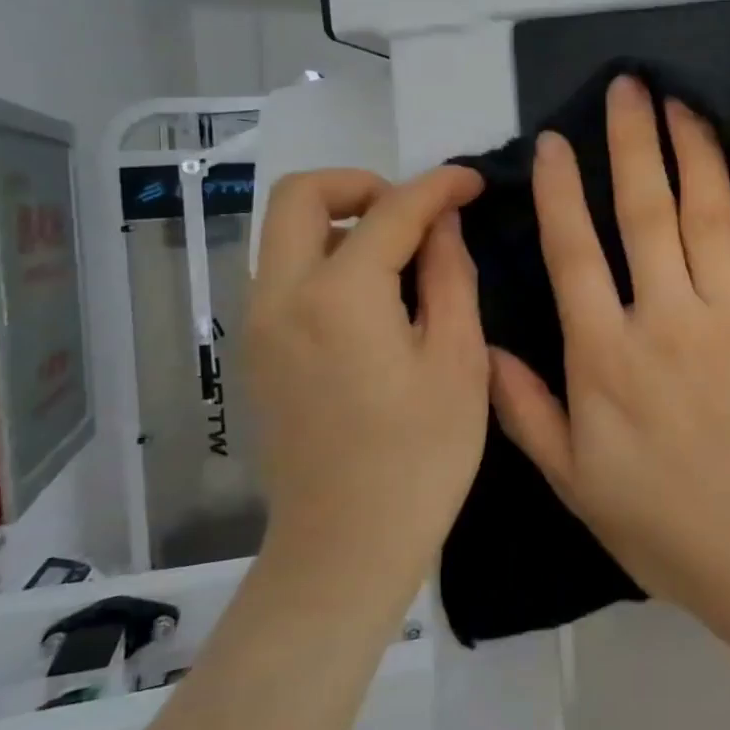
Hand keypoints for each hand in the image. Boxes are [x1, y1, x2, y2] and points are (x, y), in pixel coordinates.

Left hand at [246, 166, 486, 588]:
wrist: (345, 549)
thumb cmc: (420, 457)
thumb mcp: (458, 360)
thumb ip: (450, 275)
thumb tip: (443, 223)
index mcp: (339, 295)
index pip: (391, 210)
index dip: (438, 186)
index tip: (473, 181)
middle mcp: (281, 296)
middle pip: (300, 195)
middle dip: (362, 184)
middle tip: (414, 213)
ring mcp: (258, 326)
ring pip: (284, 233)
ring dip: (340, 221)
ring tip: (401, 256)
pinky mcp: (256, 353)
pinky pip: (283, 274)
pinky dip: (325, 258)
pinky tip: (374, 299)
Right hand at [490, 76, 729, 630]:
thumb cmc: (667, 527)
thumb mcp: (575, 482)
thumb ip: (525, 409)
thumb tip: (482, 344)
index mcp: (607, 357)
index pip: (574, 252)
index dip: (560, 191)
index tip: (554, 141)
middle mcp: (668, 321)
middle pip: (646, 212)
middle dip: (632, 142)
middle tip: (628, 86)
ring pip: (711, 216)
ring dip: (694, 152)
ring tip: (682, 104)